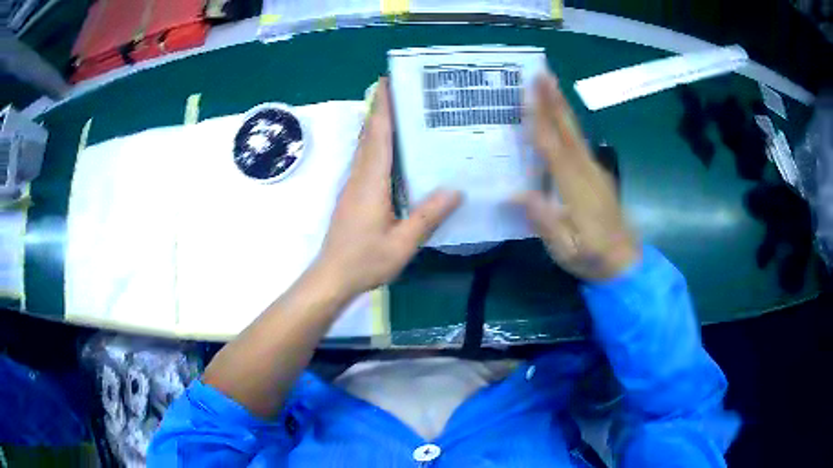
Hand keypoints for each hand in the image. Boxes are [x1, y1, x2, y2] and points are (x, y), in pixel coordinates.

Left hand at [316, 78, 461, 296]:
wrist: (332, 276)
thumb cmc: (365, 260)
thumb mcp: (402, 243)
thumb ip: (427, 216)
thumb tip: (456, 190)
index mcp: (371, 182)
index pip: (378, 135)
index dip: (382, 107)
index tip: (387, 81)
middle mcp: (360, 177)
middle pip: (370, 134)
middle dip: (381, 108)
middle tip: (401, 88)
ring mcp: (354, 186)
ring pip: (366, 146)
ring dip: (378, 124)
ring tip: (401, 110)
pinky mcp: (353, 195)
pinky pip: (367, 160)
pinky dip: (377, 144)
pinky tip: (393, 149)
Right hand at [516, 71, 639, 279]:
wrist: (626, 264)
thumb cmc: (593, 258)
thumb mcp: (566, 250)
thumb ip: (545, 222)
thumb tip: (517, 193)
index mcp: (576, 188)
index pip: (553, 146)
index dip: (540, 119)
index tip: (529, 92)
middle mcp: (587, 172)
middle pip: (567, 130)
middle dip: (553, 100)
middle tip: (541, 72)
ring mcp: (595, 171)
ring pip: (576, 132)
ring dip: (562, 106)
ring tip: (550, 84)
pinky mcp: (598, 175)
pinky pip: (579, 142)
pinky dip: (568, 123)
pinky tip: (561, 117)